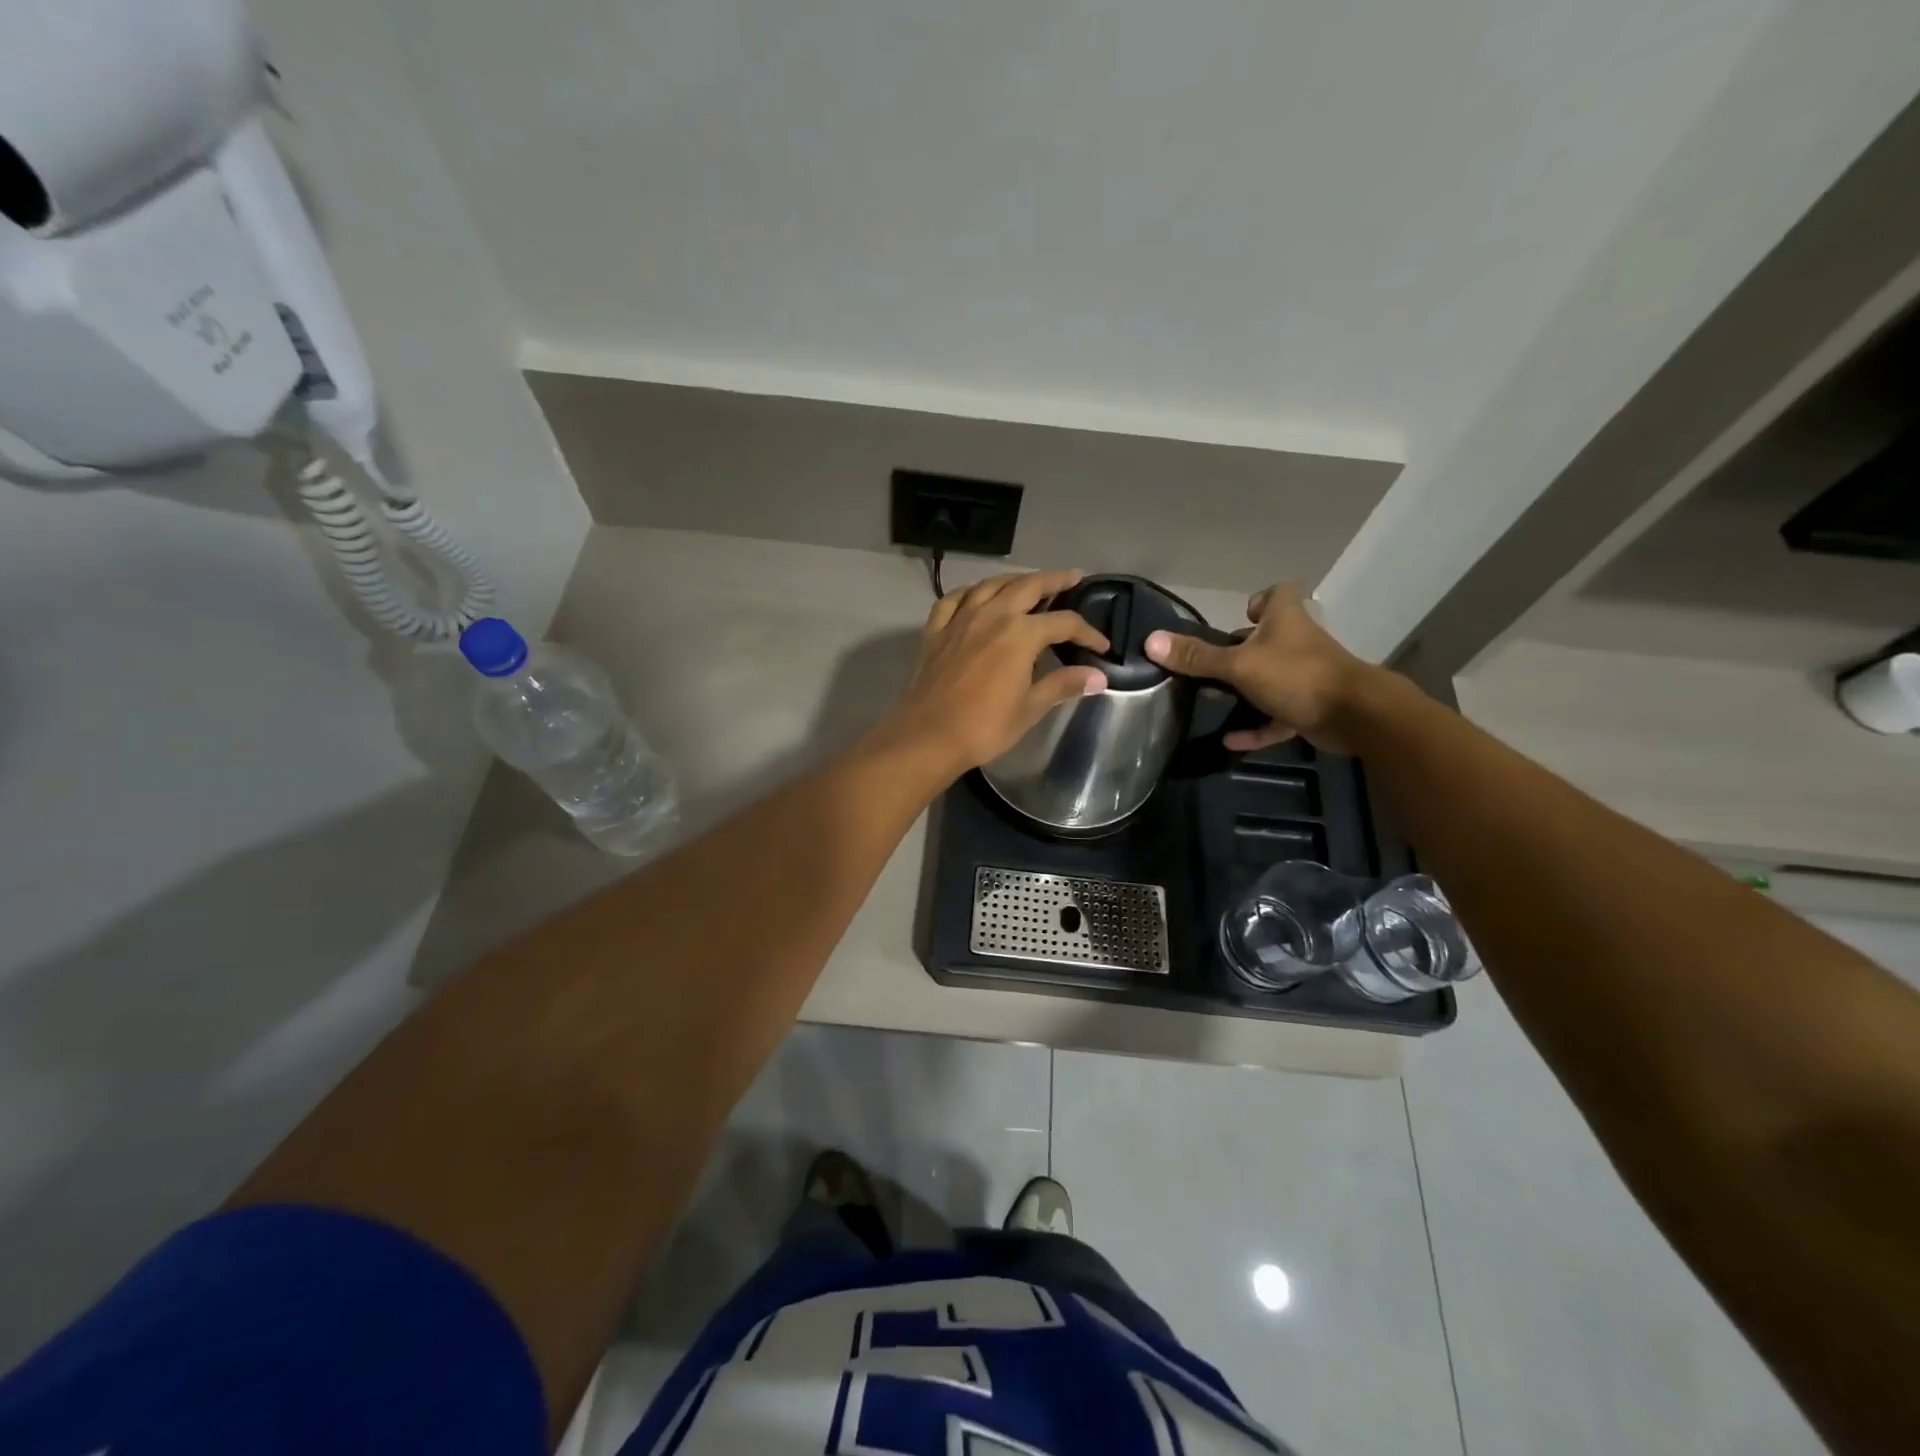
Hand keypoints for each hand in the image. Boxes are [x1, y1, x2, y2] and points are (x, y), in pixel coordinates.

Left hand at [886, 569, 1109, 776]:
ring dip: (1014, 580)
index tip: (1101, 646)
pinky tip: (977, 596)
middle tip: (1072, 577)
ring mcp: (960, 619)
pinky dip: (970, 592)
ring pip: (991, 585)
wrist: (928, 736)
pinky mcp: (935, 630)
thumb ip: (1063, 685)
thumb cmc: (984, 726)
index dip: (1087, 632)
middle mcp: (992, 615)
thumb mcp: (1030, 708)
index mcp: (1020, 634)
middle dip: (1054, 580)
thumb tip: (1098, 677)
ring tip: (1029, 582)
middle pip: (1028, 586)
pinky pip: (954, 599)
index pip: (1063, 622)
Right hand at [1144, 584, 1380, 751]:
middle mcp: (1298, 643)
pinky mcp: (1311, 707)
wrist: (1354, 715)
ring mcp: (1306, 676)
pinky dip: (1257, 727)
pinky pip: (1277, 716)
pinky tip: (1230, 740)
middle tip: (1211, 665)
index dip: (1259, 600)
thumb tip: (1150, 641)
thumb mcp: (1238, 665)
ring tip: (1214, 699)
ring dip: (1247, 689)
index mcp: (1285, 620)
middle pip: (1269, 638)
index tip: (1241, 617)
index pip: (1278, 593)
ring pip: (1272, 678)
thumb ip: (1196, 657)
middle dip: (1242, 651)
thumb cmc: (1295, 675)